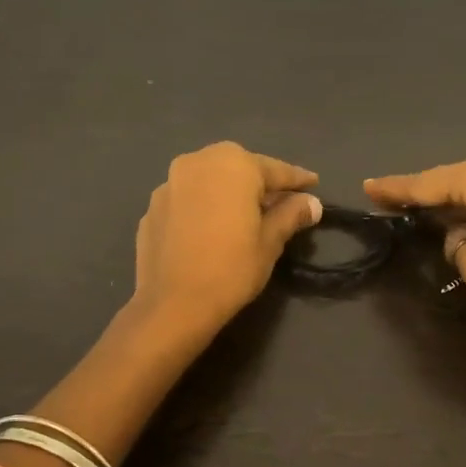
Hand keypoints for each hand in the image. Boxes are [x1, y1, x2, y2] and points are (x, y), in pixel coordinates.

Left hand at [132, 141, 322, 335]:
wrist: (172, 304)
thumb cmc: (231, 268)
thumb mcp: (270, 242)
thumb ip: (291, 214)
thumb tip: (312, 203)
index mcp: (234, 165)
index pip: (275, 169)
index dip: (297, 179)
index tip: (313, 183)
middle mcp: (199, 162)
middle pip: (239, 167)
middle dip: (259, 181)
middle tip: (279, 199)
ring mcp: (170, 183)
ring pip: (209, 179)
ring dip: (228, 190)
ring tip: (244, 212)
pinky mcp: (152, 206)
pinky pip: (188, 198)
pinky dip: (204, 205)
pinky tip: (211, 227)